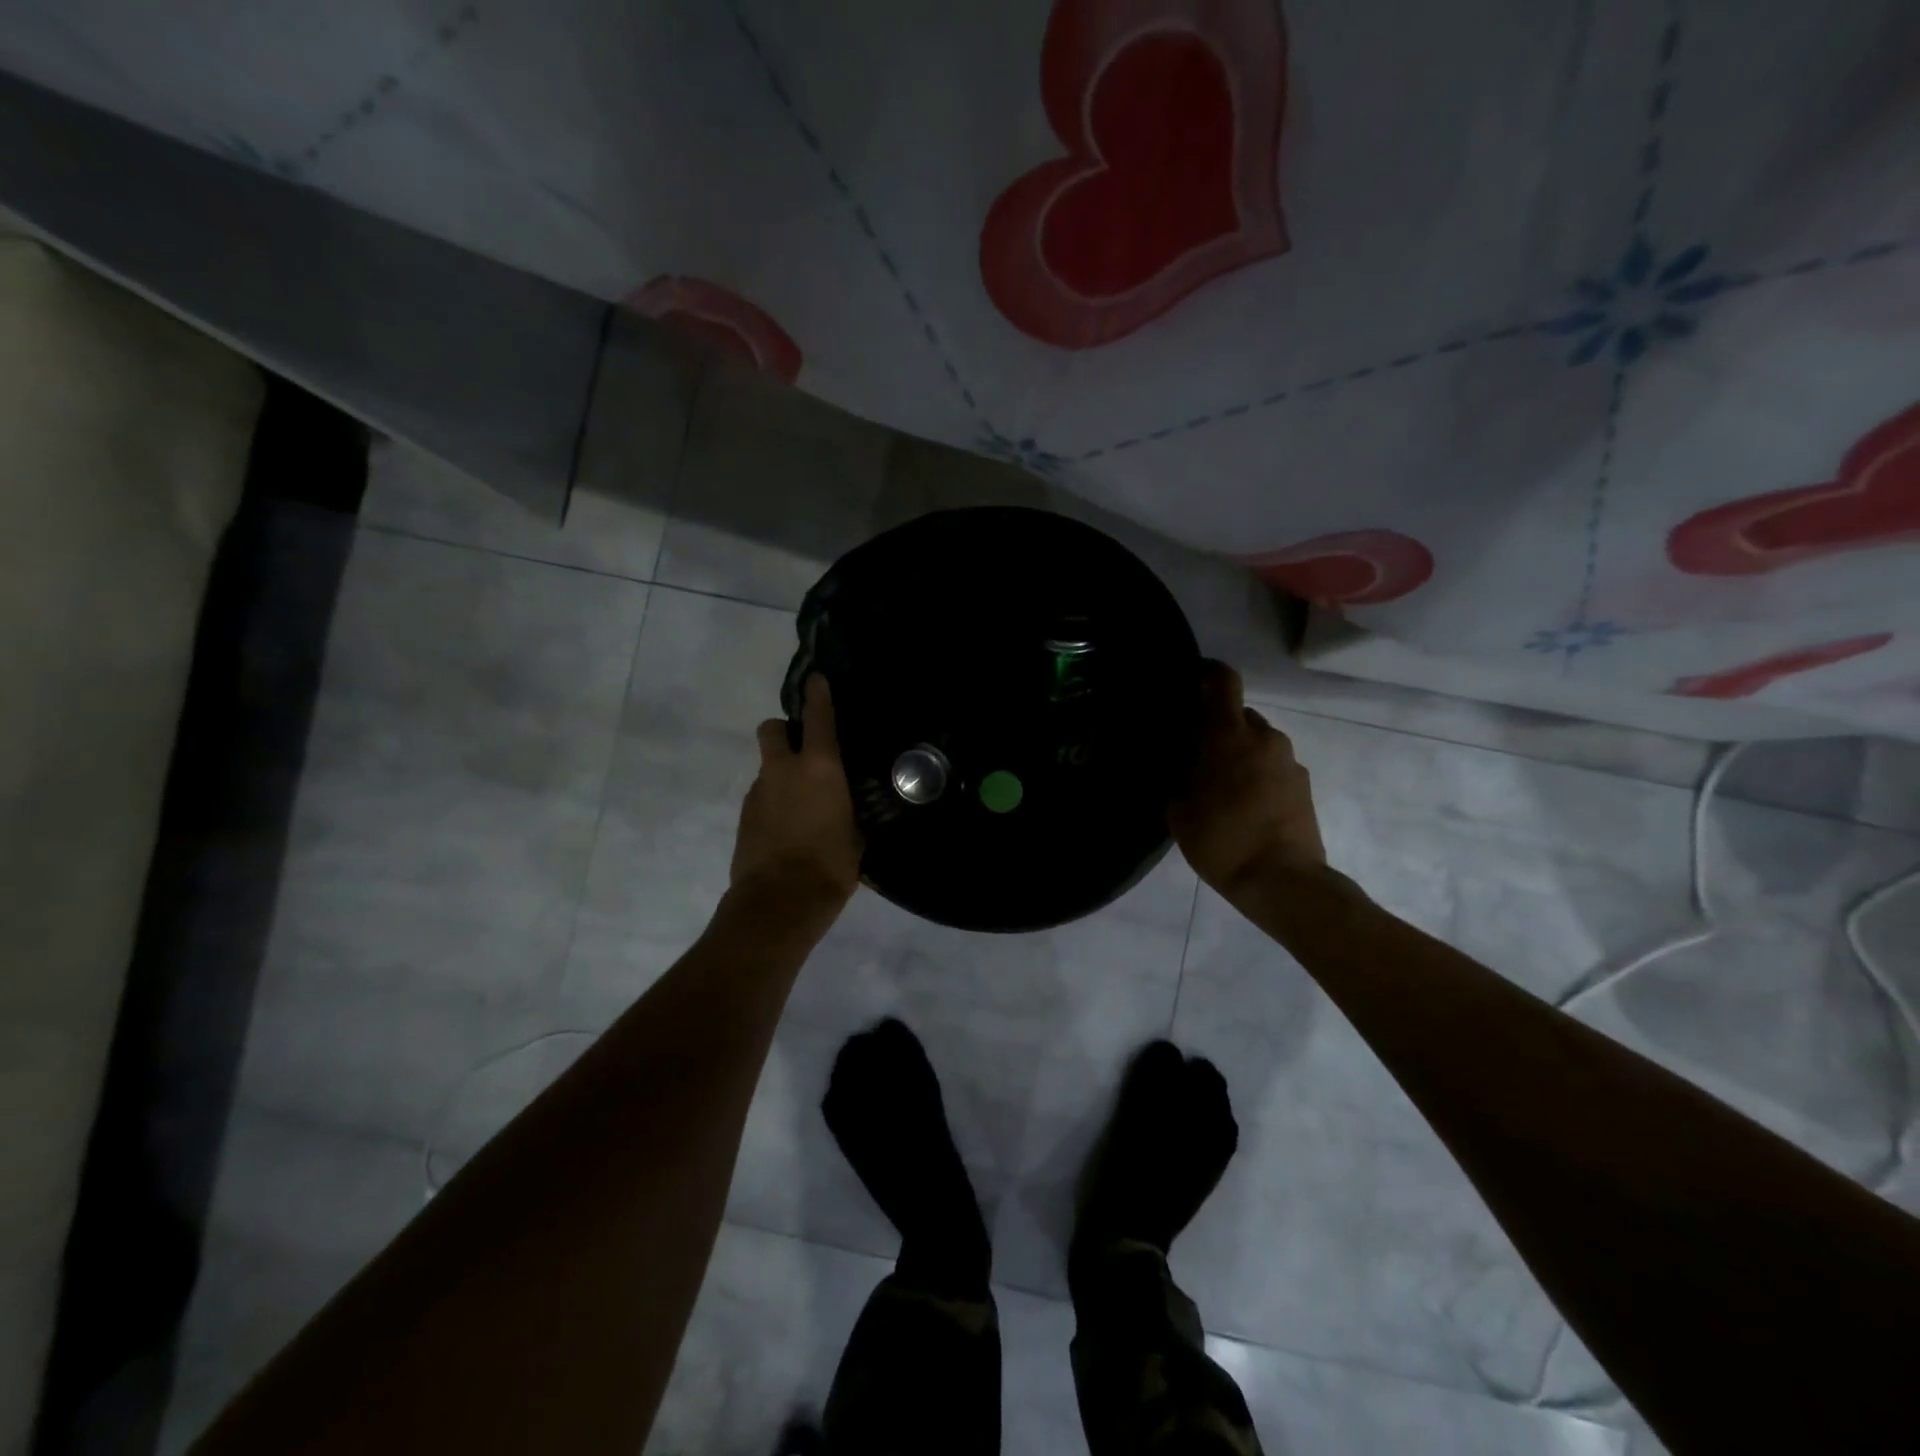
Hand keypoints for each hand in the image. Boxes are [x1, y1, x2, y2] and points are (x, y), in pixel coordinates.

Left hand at [732, 674, 863, 914]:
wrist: (778, 904)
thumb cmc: (830, 866)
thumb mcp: (857, 837)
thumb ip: (852, 812)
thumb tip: (852, 808)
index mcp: (818, 768)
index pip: (817, 718)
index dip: (817, 694)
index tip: (816, 680)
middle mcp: (783, 770)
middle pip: (772, 729)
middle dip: (783, 731)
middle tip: (803, 751)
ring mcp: (758, 792)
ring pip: (767, 767)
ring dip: (781, 773)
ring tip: (803, 804)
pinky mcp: (744, 817)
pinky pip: (761, 796)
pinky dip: (773, 801)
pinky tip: (788, 828)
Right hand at [1169, 661, 1325, 896]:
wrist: (1282, 881)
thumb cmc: (1222, 841)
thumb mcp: (1179, 811)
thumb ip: (1180, 779)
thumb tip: (1184, 769)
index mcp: (1229, 737)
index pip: (1223, 682)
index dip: (1208, 673)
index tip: (1193, 680)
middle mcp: (1265, 739)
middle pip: (1240, 717)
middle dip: (1220, 729)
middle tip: (1199, 755)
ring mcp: (1290, 762)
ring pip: (1259, 744)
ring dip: (1241, 755)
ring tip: (1223, 788)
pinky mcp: (1305, 786)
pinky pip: (1274, 767)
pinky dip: (1259, 777)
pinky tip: (1245, 807)